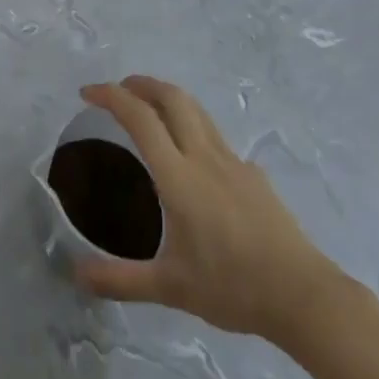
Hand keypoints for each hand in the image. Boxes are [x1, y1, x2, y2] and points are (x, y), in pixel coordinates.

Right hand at [72, 77, 348, 344]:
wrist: (301, 295)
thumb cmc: (232, 287)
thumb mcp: (170, 287)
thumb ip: (121, 280)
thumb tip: (76, 275)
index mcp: (178, 175)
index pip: (140, 118)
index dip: (111, 97)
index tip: (88, 93)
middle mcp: (204, 156)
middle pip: (172, 97)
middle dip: (141, 84)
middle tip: (118, 91)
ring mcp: (233, 160)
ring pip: (196, 110)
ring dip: (168, 98)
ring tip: (151, 109)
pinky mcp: (253, 173)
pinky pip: (216, 137)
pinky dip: (193, 129)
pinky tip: (194, 162)